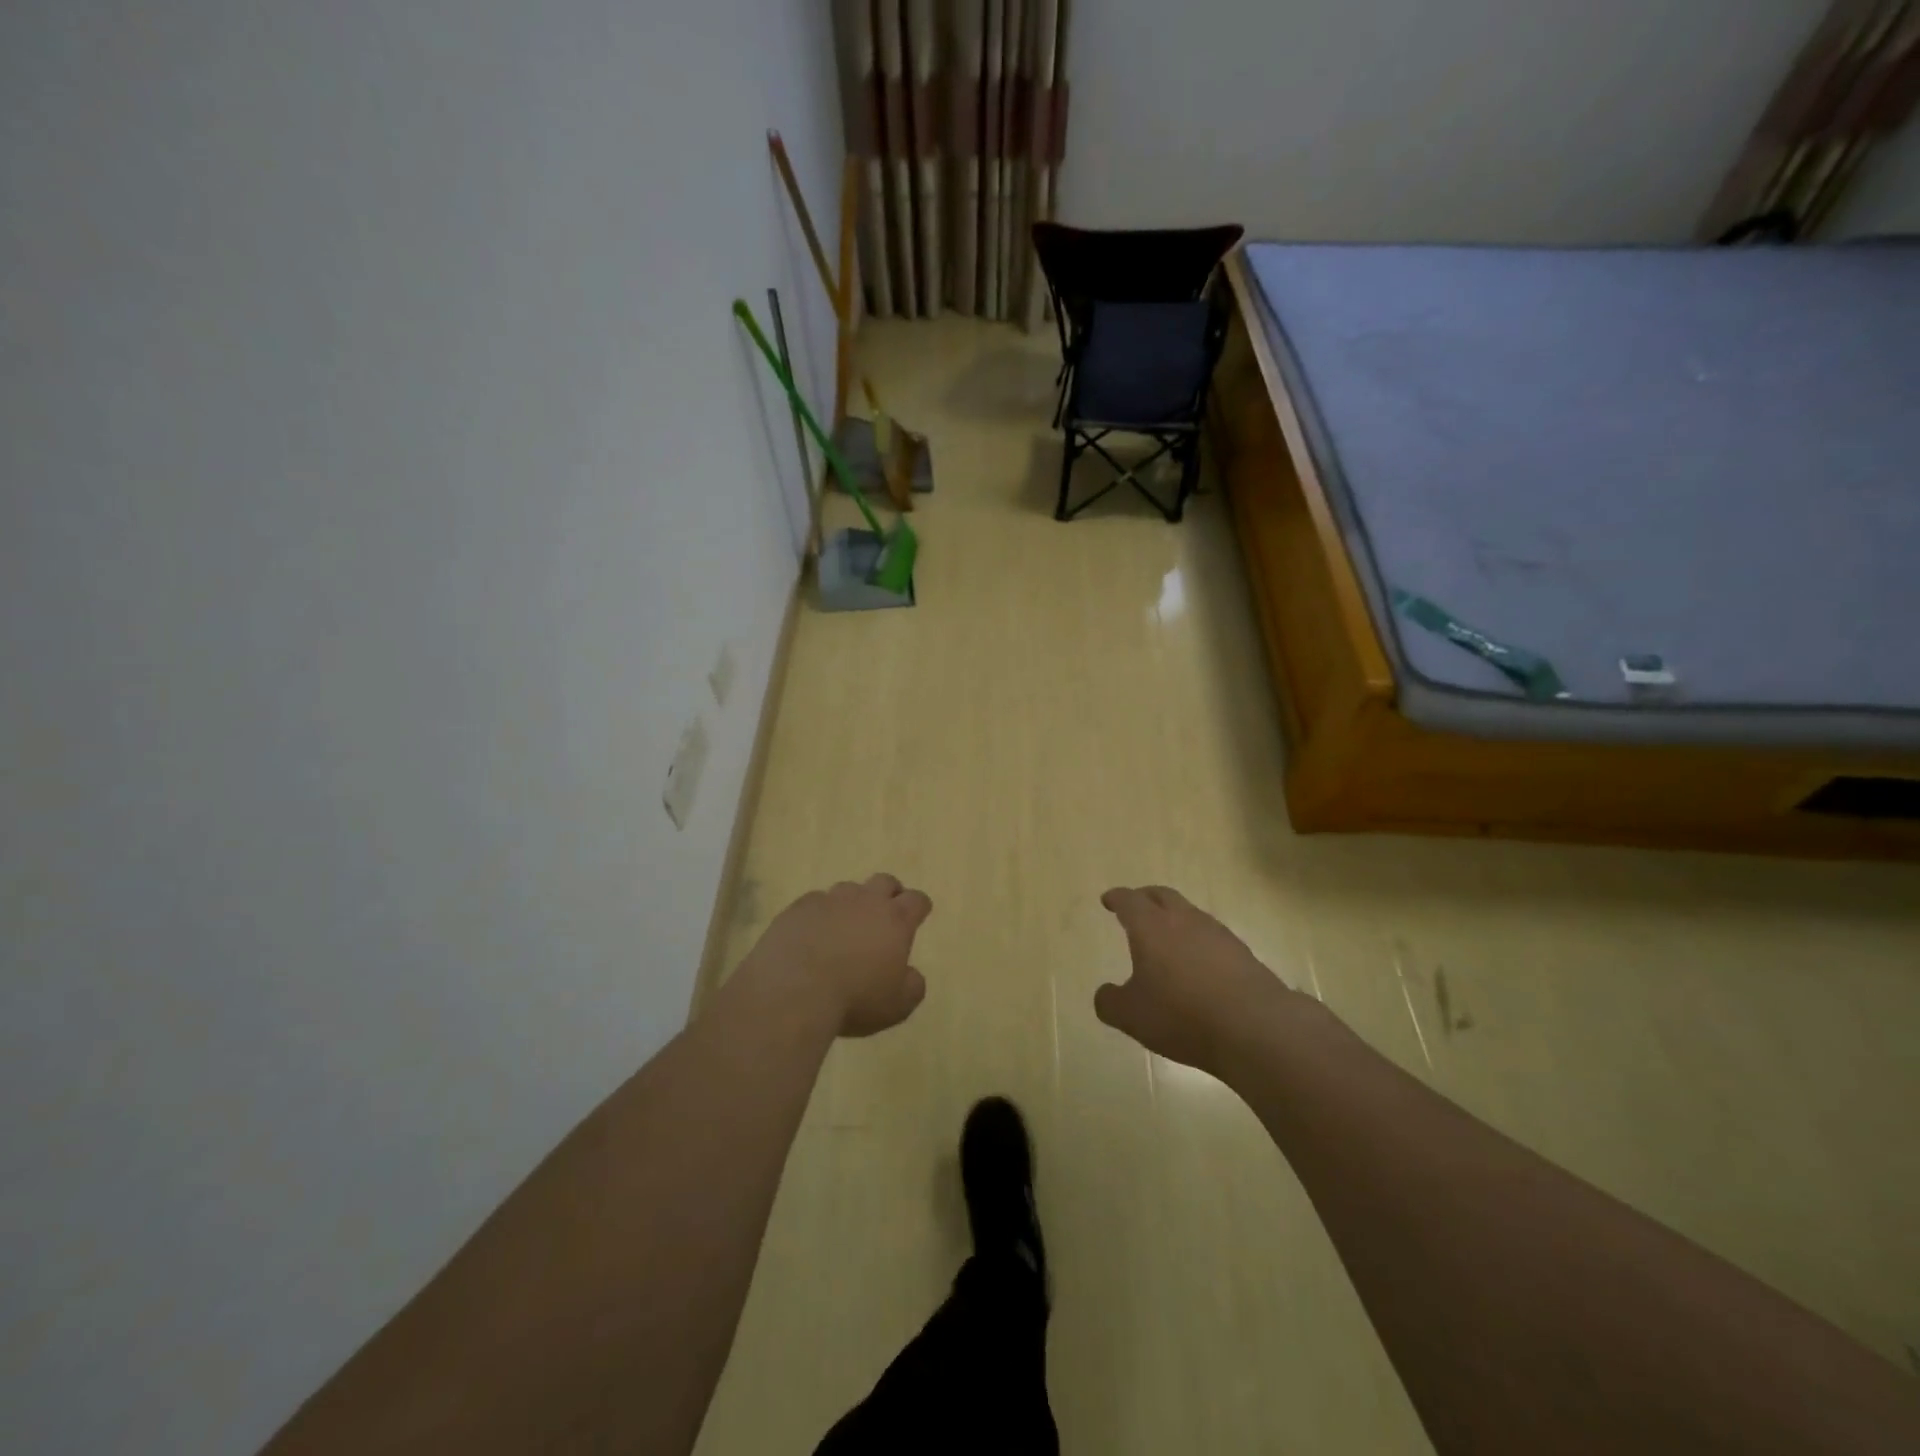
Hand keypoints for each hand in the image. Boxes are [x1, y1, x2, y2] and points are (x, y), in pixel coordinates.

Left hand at [746, 875, 932, 1037]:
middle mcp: (865, 901)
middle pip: (884, 882)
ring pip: (848, 889)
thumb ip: (913, 986)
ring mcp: (829, 901)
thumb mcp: (898, 1005)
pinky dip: (819, 915)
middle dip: (889, 894)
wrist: (793, 990)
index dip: (919, 907)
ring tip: (844, 927)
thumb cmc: (854, 999)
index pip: (916, 900)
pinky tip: (812, 935)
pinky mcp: (798, 908)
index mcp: (895, 920)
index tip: (917, 916)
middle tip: (885, 914)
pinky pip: (815, 902)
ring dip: (852, 904)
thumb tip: (911, 975)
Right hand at [1095, 885, 1290, 1074]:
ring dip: (1175, 918)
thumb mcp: (1132, 1016)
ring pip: (1190, 913)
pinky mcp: (1242, 953)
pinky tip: (1198, 964)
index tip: (1108, 900)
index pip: (1129, 901)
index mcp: (1151, 927)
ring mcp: (1217, 934)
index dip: (1116, 898)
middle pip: (1162, 895)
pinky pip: (1212, 937)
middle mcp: (1184, 920)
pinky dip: (1198, 942)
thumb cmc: (1181, 1014)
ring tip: (1167, 936)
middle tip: (1136, 905)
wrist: (1255, 1027)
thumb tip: (1105, 993)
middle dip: (1146, 897)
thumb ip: (1110, 1002)